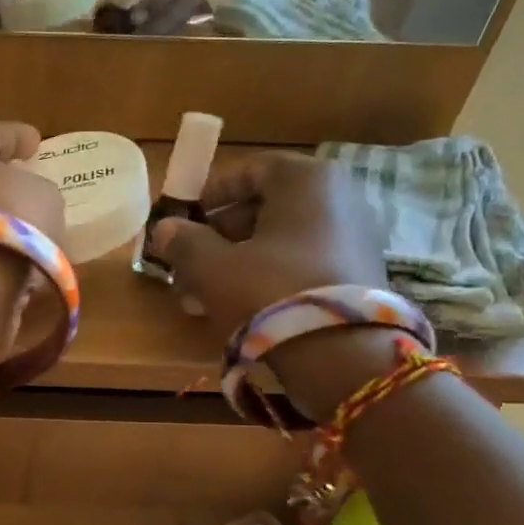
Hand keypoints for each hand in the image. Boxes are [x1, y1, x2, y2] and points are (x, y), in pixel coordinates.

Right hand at [152, 152, 389, 418]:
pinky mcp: (358, 276)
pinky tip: (237, 308)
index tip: (185, 218)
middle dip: (220, 237)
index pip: (251, 170)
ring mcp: (355, 238)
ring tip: (201, 295)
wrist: (341, 355)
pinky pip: (302, 264)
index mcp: (307, 179)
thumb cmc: (268, 290)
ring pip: (280, 242)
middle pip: (266, 208)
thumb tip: (165, 229)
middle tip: (188, 263)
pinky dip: (268, 278)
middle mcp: (340, 198)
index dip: (212, 193)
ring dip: (237, 263)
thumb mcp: (212, 267)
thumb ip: (184, 242)